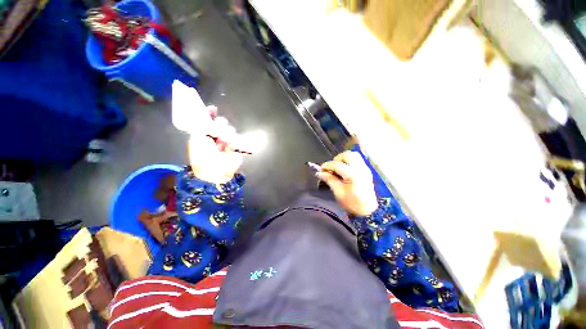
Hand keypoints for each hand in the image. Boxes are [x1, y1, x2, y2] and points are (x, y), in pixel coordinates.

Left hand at [188, 112, 242, 183]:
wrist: (215, 172)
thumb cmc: (202, 156)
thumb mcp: (197, 139)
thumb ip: (200, 124)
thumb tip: (204, 111)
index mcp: (203, 133)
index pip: (208, 119)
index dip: (210, 113)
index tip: (213, 109)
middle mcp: (215, 136)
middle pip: (221, 123)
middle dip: (219, 124)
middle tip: (216, 131)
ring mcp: (226, 141)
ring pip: (230, 129)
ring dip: (226, 134)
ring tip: (223, 143)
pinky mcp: (235, 146)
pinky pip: (237, 138)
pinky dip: (233, 142)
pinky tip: (229, 147)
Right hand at [317, 151, 377, 216]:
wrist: (368, 210)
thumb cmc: (352, 203)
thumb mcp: (338, 192)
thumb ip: (329, 180)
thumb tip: (319, 173)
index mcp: (353, 175)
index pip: (337, 164)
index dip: (327, 165)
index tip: (321, 169)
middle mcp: (360, 169)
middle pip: (348, 154)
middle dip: (337, 158)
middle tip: (332, 167)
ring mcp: (365, 169)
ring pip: (354, 155)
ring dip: (344, 159)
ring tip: (338, 168)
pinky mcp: (367, 171)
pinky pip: (357, 160)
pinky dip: (349, 162)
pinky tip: (345, 171)